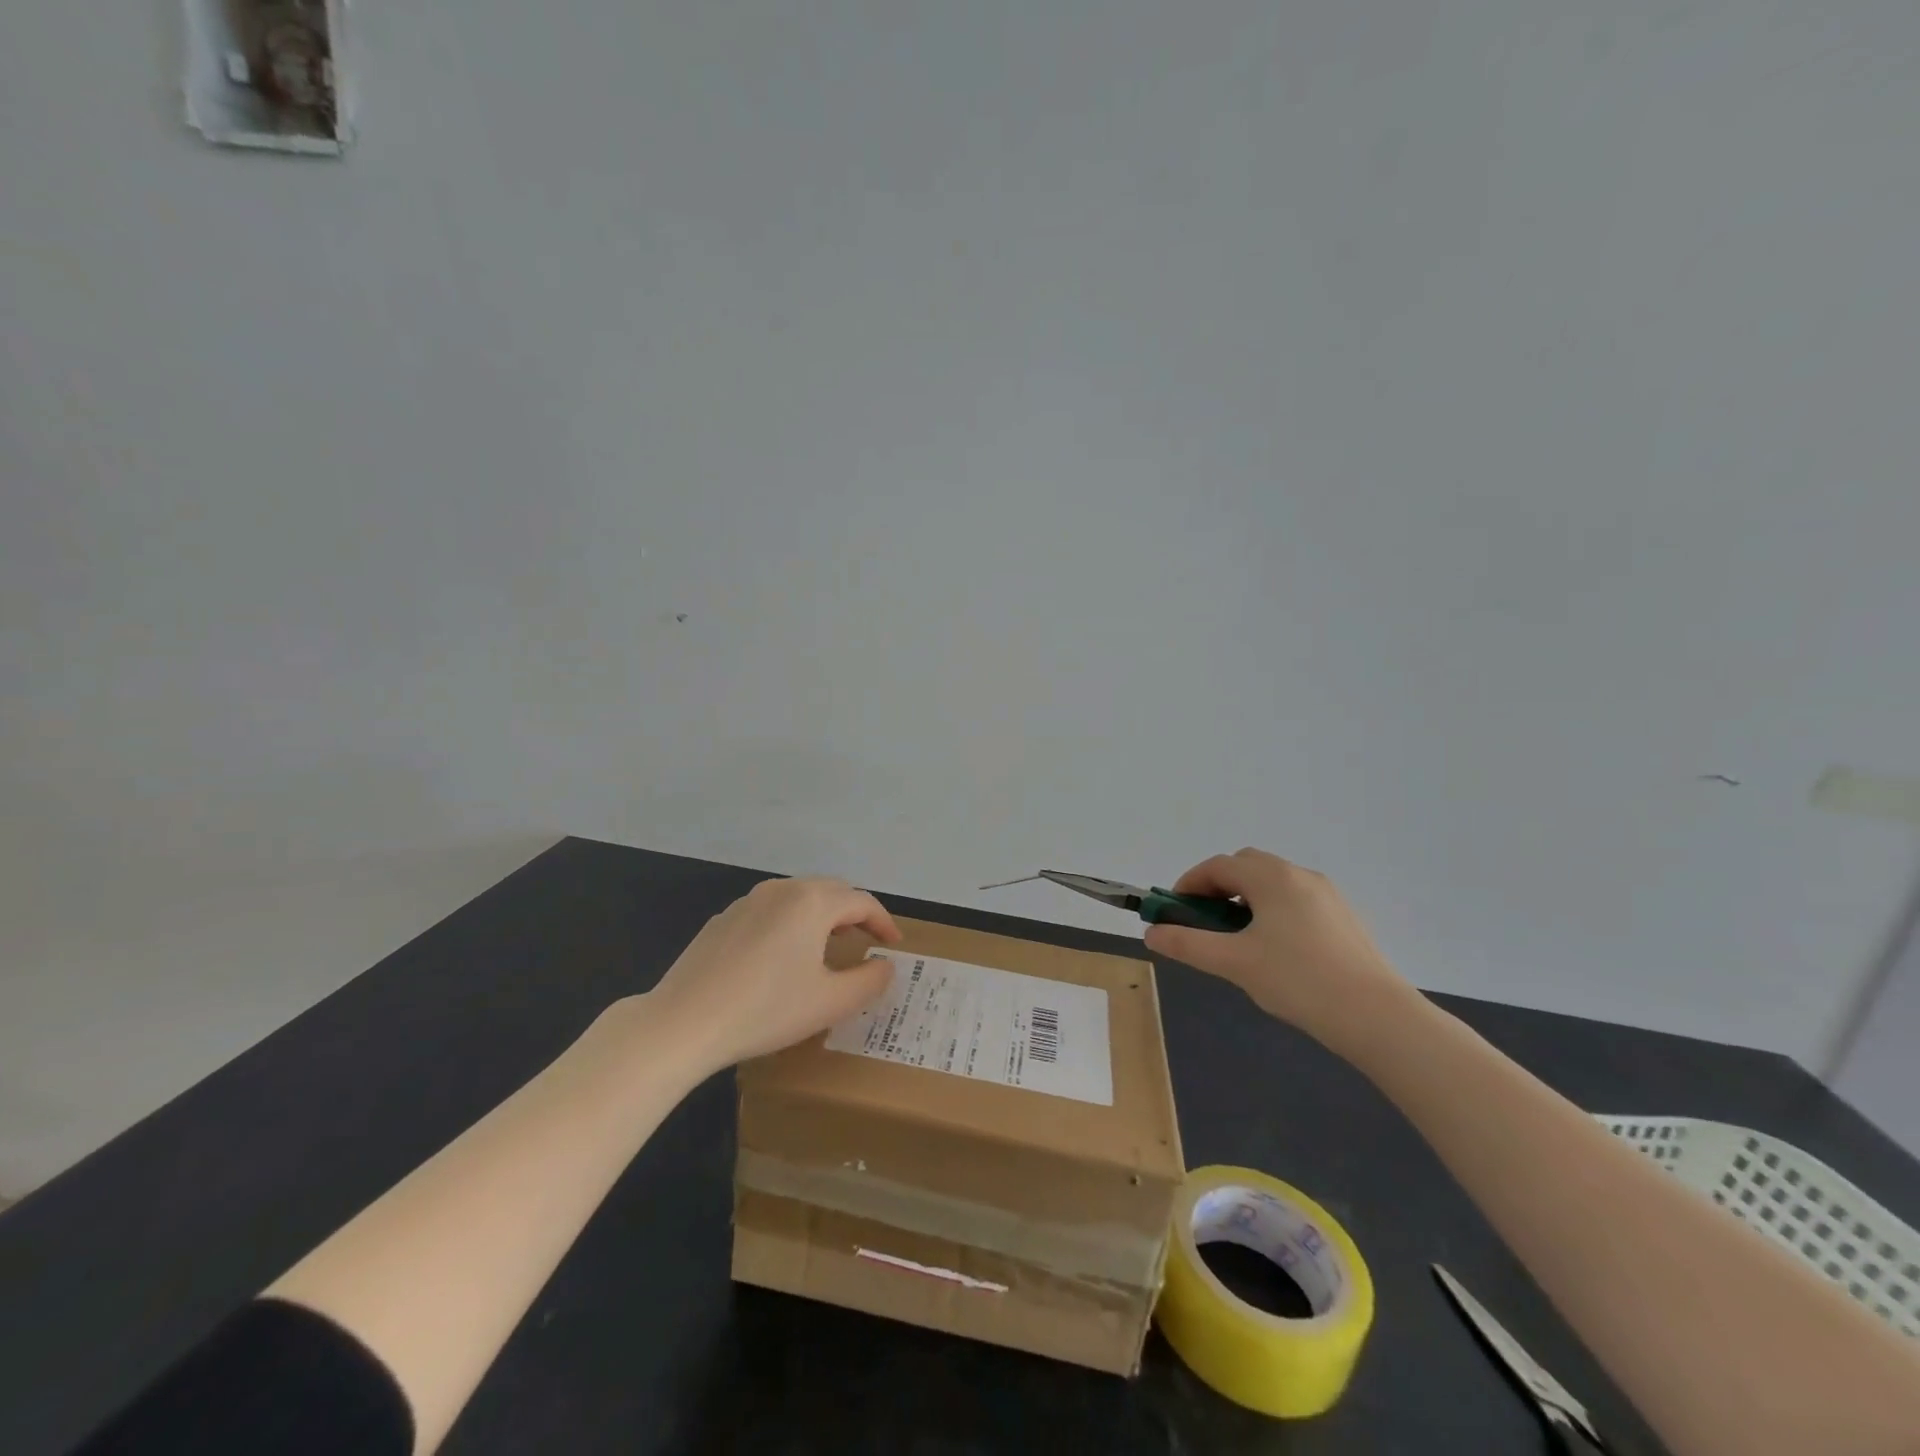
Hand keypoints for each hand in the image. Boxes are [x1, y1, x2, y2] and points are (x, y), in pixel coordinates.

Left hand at [643, 876, 903, 1074]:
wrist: (683, 1023)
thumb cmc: (766, 1010)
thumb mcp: (830, 1003)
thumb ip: (869, 981)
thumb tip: (885, 965)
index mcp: (813, 903)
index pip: (862, 901)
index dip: (883, 922)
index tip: (894, 944)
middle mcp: (782, 890)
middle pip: (830, 891)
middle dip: (854, 913)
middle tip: (866, 941)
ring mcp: (748, 901)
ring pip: (798, 897)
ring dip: (821, 915)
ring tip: (828, 946)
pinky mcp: (723, 919)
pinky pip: (769, 911)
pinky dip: (789, 923)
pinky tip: (780, 957)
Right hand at [1142, 849, 1414, 1047]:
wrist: (1377, 1016)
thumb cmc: (1298, 980)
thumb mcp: (1233, 963)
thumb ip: (1188, 944)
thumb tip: (1151, 933)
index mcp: (1271, 877)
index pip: (1218, 866)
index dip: (1189, 883)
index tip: (1173, 910)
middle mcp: (1299, 875)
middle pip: (1246, 866)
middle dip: (1217, 887)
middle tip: (1203, 921)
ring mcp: (1327, 895)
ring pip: (1273, 884)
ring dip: (1245, 899)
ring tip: (1236, 939)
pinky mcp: (1343, 918)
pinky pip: (1295, 901)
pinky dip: (1271, 911)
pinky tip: (1274, 951)